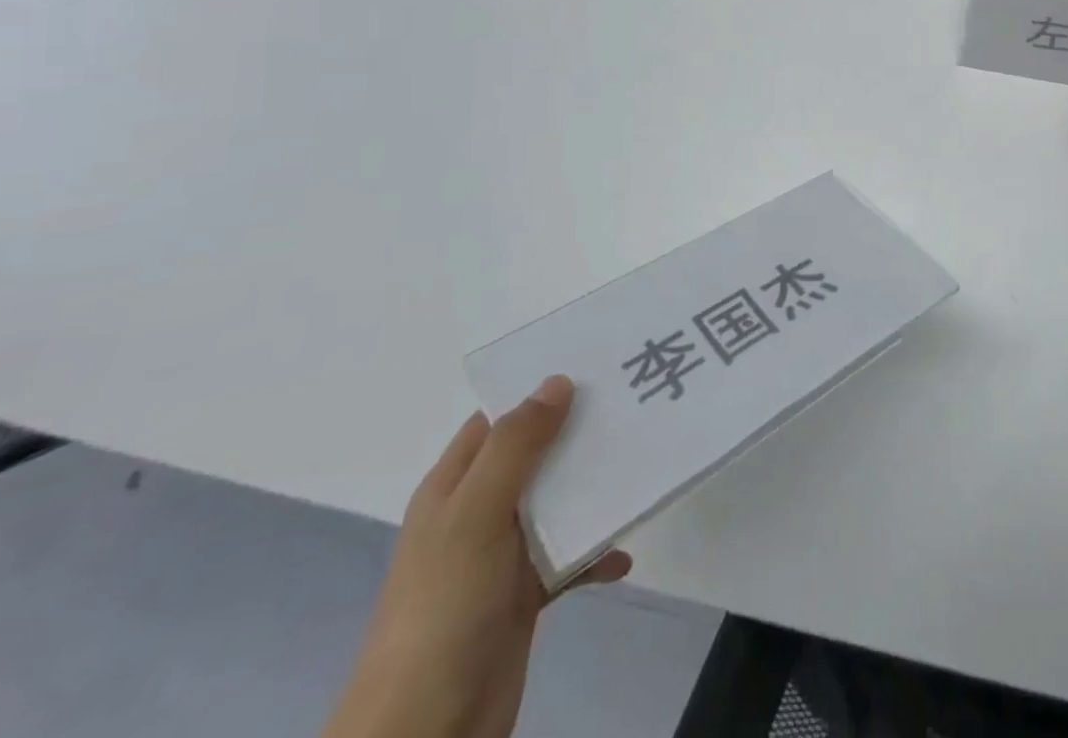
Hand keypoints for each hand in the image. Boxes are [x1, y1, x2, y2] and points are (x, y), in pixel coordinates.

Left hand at [323, 376, 631, 737]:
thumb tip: (557, 381)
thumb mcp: (475, 515)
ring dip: (594, 489)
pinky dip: (596, 553)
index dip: (538, 390)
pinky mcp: (523, 596)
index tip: (593, 365)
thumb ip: (516, 447)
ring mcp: (501, 556)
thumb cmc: (444, 606)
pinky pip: (569, 559)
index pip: (498, 419)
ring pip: (557, 503)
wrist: (426, 729)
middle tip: (632, 405)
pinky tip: (622, 554)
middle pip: (536, 456)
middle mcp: (477, 512)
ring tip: (641, 466)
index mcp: (454, 486)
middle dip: (580, 433)